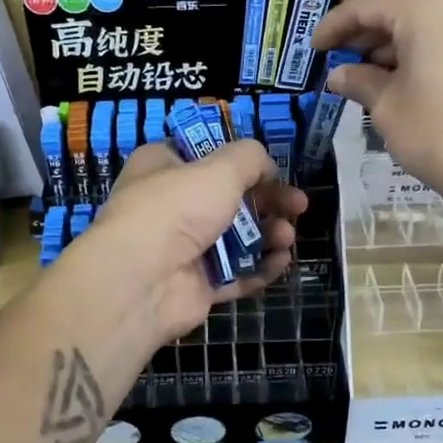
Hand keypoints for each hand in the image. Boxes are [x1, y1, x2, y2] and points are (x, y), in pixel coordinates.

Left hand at [71, 138, 305, 343]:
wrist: (143, 279)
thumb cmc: (177, 208)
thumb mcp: (219, 168)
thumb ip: (249, 159)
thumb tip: (266, 166)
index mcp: (162, 168)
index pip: (204, 156)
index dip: (240, 161)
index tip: (271, 168)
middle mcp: (170, 206)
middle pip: (228, 199)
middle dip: (267, 201)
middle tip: (299, 204)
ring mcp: (183, 249)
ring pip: (234, 238)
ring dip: (267, 235)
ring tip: (288, 236)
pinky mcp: (196, 286)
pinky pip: (235, 274)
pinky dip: (260, 268)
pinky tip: (282, 261)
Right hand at [311, 0, 442, 219]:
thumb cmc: (439, 132)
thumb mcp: (387, 106)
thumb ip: (359, 81)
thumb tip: (338, 75)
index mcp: (427, 2)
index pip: (367, 5)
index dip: (334, 26)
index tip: (313, 48)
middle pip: (400, 8)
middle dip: (366, 36)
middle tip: (337, 63)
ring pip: (427, 24)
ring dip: (393, 46)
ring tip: (365, 77)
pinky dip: (421, 53)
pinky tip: (401, 81)